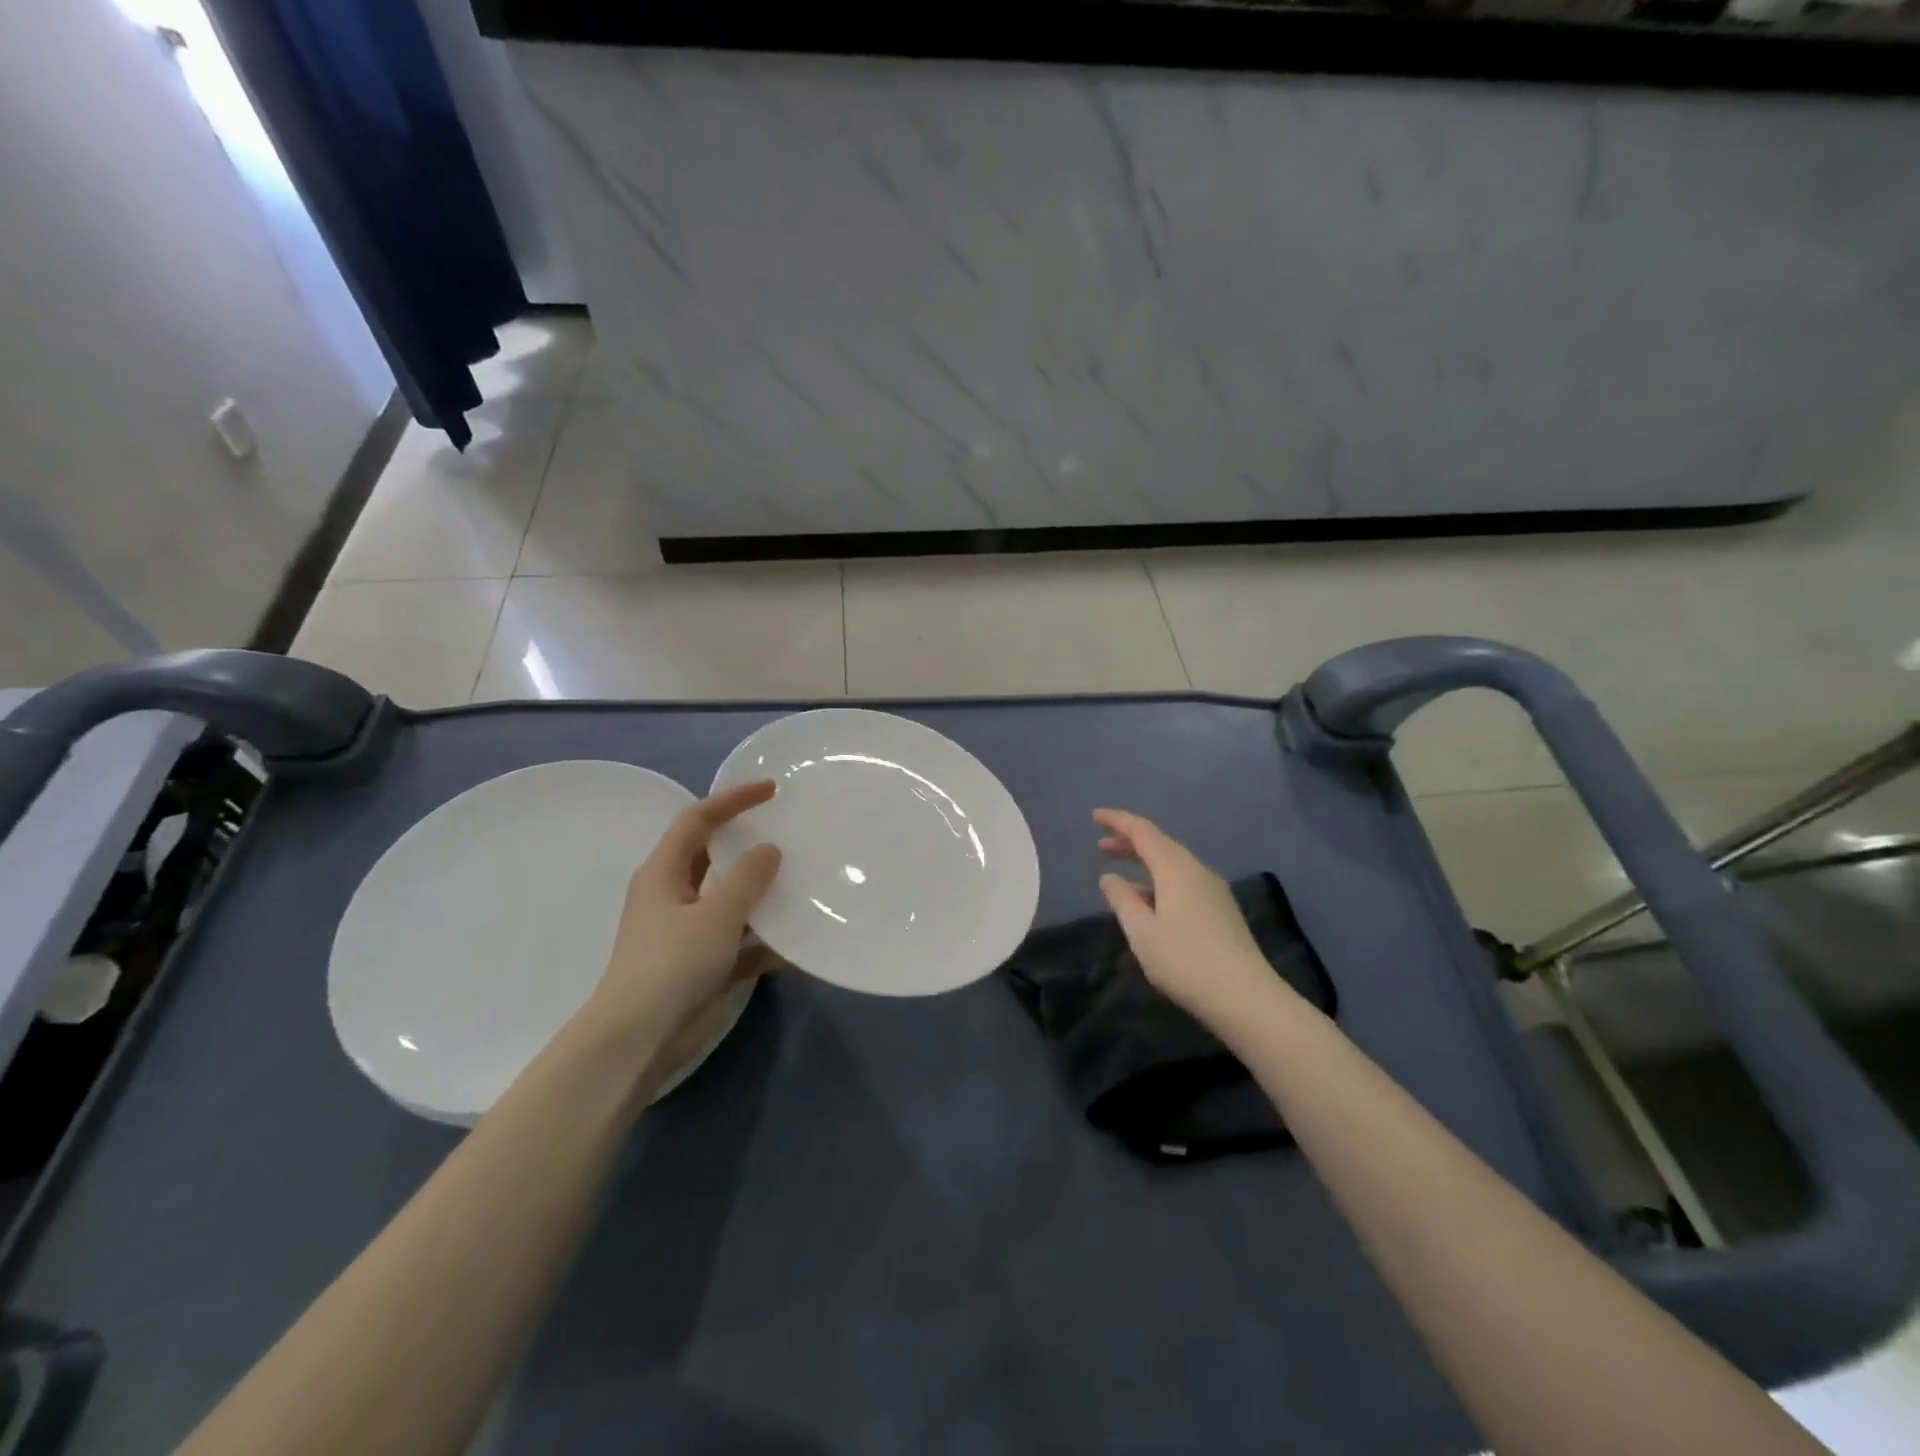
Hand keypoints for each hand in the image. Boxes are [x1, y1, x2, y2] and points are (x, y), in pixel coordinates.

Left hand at [584, 781, 782, 1050]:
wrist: (639, 1039)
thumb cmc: (672, 964)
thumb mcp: (716, 913)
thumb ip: (747, 878)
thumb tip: (770, 850)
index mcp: (664, 872)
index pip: (697, 819)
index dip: (732, 799)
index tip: (771, 790)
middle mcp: (672, 895)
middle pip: (713, 856)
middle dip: (748, 844)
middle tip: (788, 833)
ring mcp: (686, 932)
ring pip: (729, 900)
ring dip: (761, 895)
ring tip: (803, 883)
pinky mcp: (700, 966)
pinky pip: (739, 943)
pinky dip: (764, 942)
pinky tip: (798, 946)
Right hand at [1094, 808, 1277, 1026]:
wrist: (1246, 997)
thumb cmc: (1185, 961)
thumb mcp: (1142, 932)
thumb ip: (1123, 900)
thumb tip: (1110, 877)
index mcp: (1175, 868)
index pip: (1142, 831)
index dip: (1117, 821)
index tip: (1094, 816)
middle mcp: (1197, 870)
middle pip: (1159, 844)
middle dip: (1129, 842)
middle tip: (1100, 846)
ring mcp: (1213, 890)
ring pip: (1173, 864)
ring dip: (1144, 863)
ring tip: (1120, 874)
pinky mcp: (1221, 910)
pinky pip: (1183, 881)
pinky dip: (1159, 880)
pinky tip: (1149, 901)